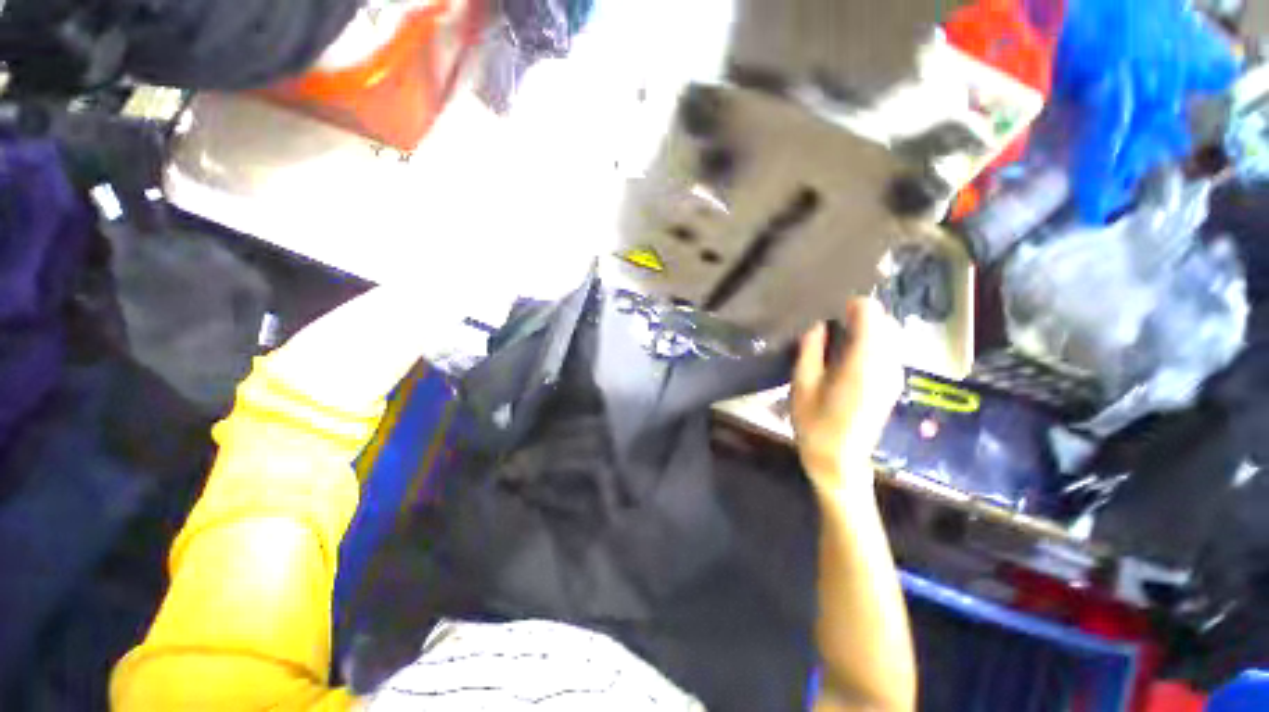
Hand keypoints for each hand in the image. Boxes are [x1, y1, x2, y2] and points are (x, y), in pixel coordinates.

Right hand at [792, 298, 903, 493]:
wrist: (840, 462)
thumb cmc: (815, 426)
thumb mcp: (802, 386)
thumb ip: (810, 350)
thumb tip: (816, 322)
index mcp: (863, 365)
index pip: (870, 315)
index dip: (851, 303)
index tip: (826, 304)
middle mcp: (886, 365)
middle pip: (882, 321)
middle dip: (857, 312)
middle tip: (825, 317)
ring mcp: (893, 374)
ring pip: (886, 333)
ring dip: (863, 325)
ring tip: (832, 330)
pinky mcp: (892, 382)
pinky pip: (886, 348)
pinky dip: (869, 339)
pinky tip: (845, 349)